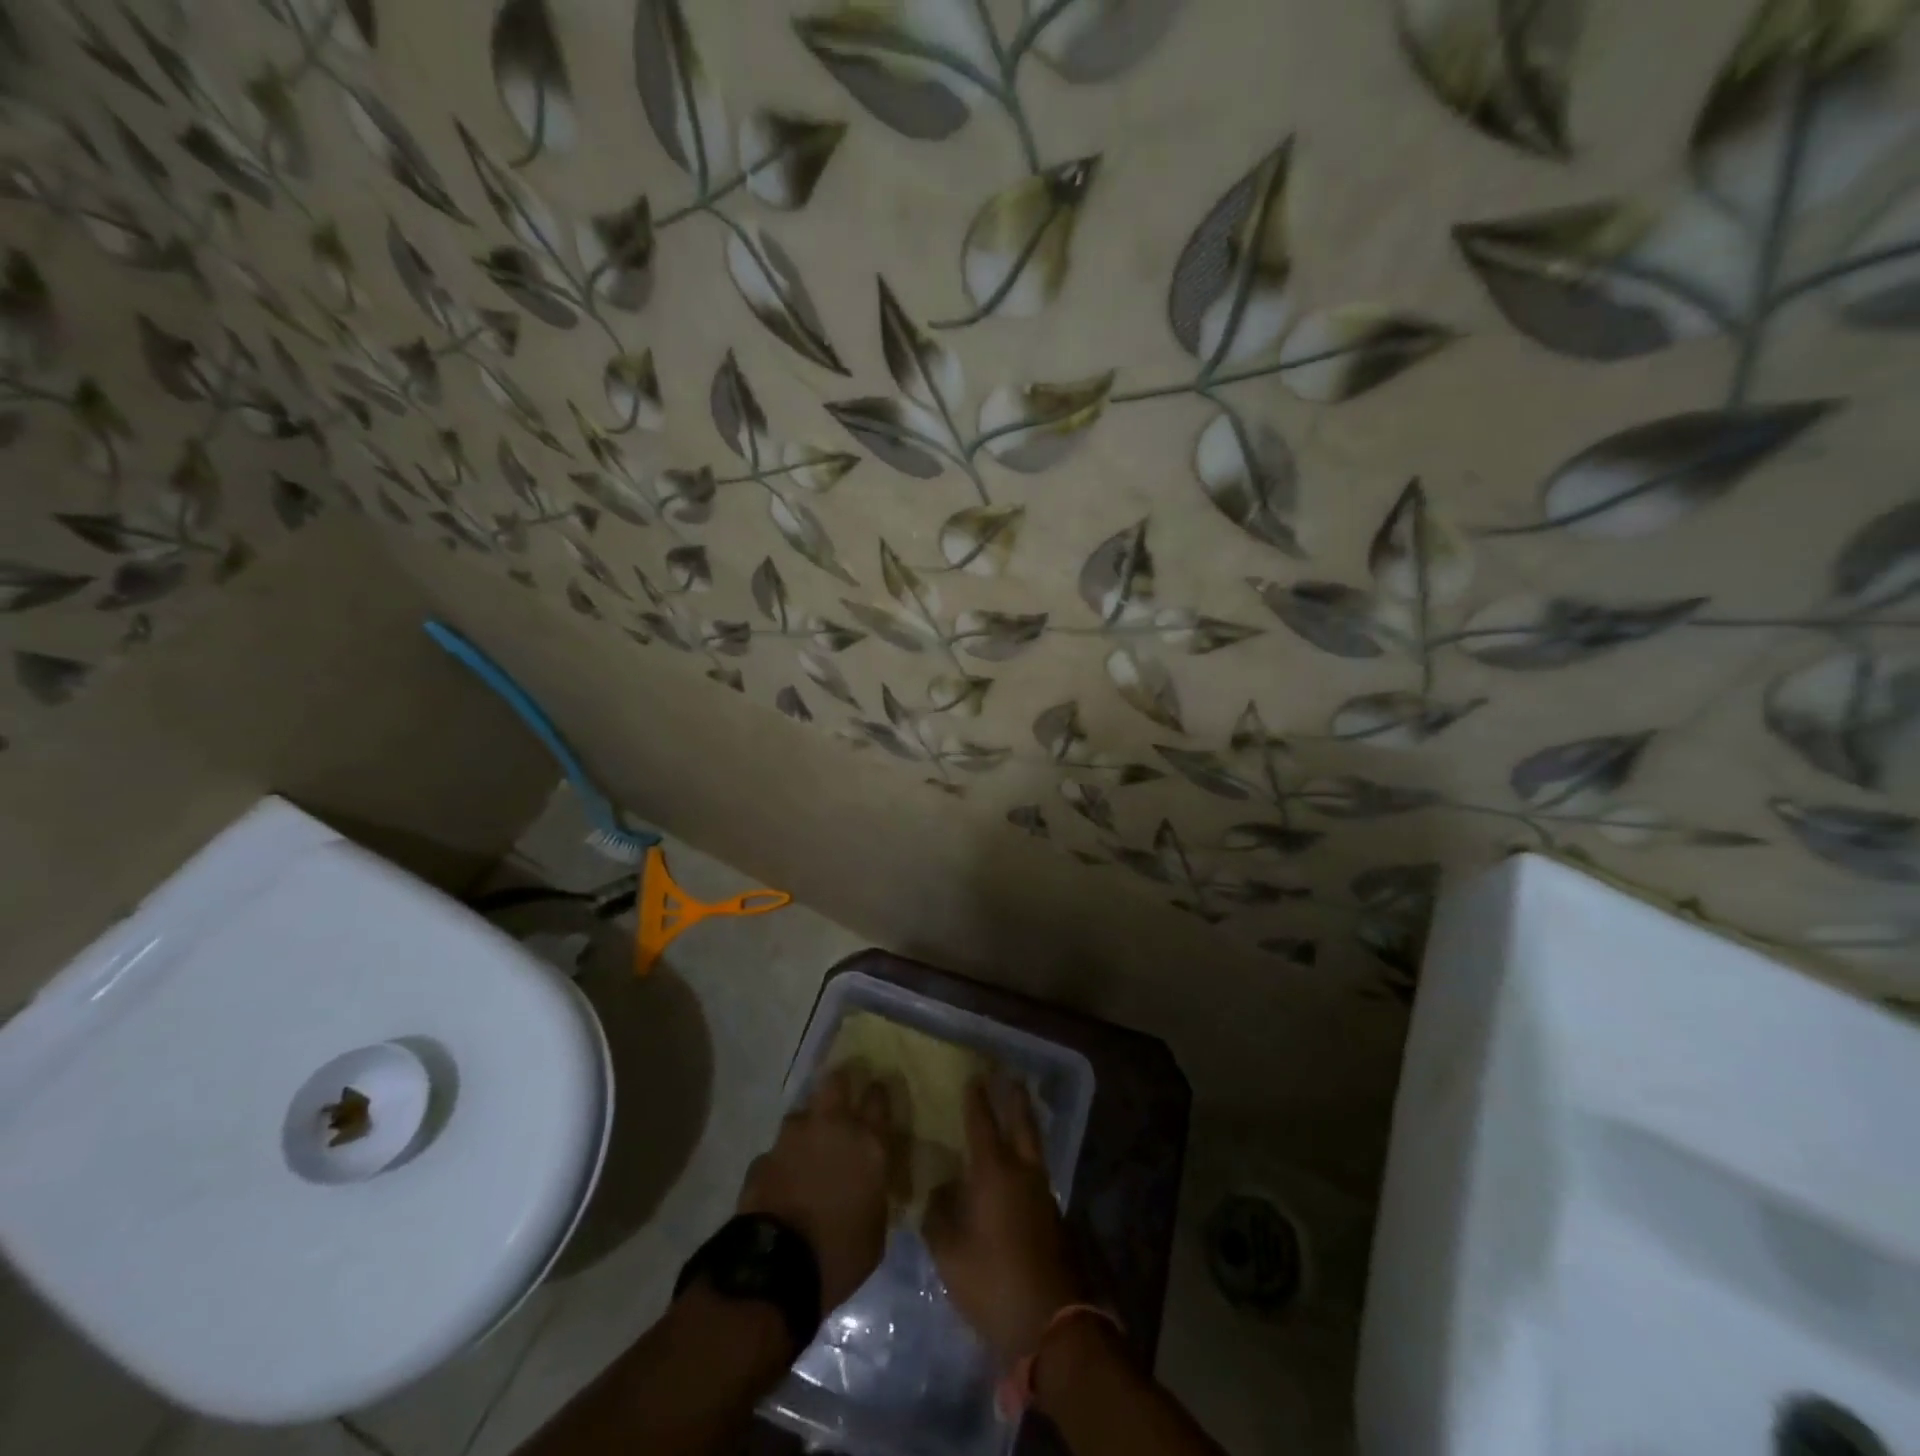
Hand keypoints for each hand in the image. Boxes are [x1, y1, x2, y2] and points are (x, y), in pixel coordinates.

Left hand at [737, 1064, 902, 1313]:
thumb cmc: (840, 1254)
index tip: (876, 1096)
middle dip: (839, 1085)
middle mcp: (831, 1127)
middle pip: (835, 1081)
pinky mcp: (763, 1158)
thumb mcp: (876, 1230)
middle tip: (841, 1101)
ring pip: (801, 1113)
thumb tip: (870, 1187)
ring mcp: (792, 1139)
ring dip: (806, 1127)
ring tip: (807, 1150)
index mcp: (867, 1143)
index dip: (877, 1093)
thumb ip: (874, 1194)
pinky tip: (782, 1182)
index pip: (878, 1097)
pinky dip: (781, 1162)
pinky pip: (776, 1151)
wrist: (776, 1270)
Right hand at [923, 1076, 1081, 1365]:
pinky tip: (1016, 1166)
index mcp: (994, 1173)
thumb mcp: (949, 1254)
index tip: (973, 1077)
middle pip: (1021, 1122)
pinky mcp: (1052, 1215)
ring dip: (1024, 1123)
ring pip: (1033, 1145)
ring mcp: (1042, 1193)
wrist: (1051, 1321)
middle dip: (1014, 1097)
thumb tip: (939, 1191)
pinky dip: (1026, 1154)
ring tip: (1015, 1111)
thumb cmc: (993, 1281)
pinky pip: (1036, 1170)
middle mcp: (1022, 1172)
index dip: (977, 1100)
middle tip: (1008, 1076)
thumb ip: (938, 1216)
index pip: (983, 1124)